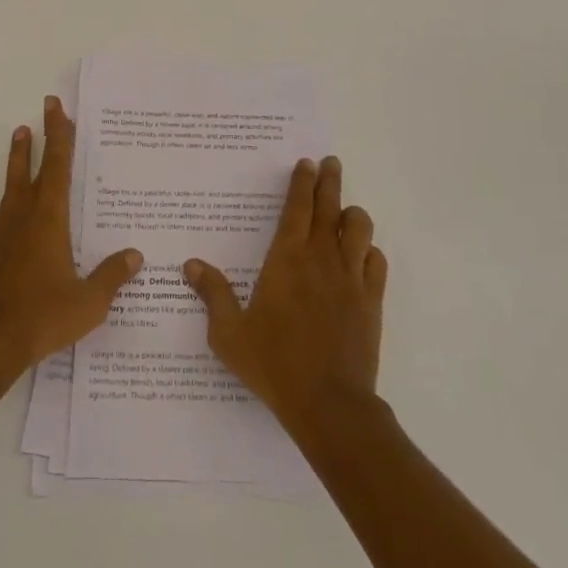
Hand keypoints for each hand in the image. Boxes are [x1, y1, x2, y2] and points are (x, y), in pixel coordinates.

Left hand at [0, 96, 143, 376]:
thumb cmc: (42, 318)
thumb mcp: (88, 302)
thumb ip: (112, 276)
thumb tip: (135, 255)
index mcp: (51, 220)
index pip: (60, 168)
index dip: (61, 136)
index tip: (59, 109)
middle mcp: (24, 215)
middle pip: (36, 167)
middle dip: (43, 136)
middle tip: (45, 108)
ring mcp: (0, 229)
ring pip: (9, 182)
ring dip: (16, 157)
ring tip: (18, 131)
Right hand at [183, 156, 385, 430]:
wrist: (329, 404)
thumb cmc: (274, 364)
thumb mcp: (229, 333)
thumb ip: (212, 294)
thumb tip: (191, 264)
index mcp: (286, 259)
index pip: (297, 207)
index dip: (302, 182)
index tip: (307, 163)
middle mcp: (321, 259)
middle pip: (329, 207)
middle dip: (329, 181)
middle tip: (331, 163)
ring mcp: (351, 278)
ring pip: (359, 228)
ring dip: (351, 214)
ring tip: (345, 211)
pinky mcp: (371, 301)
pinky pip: (376, 262)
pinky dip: (369, 251)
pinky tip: (362, 255)